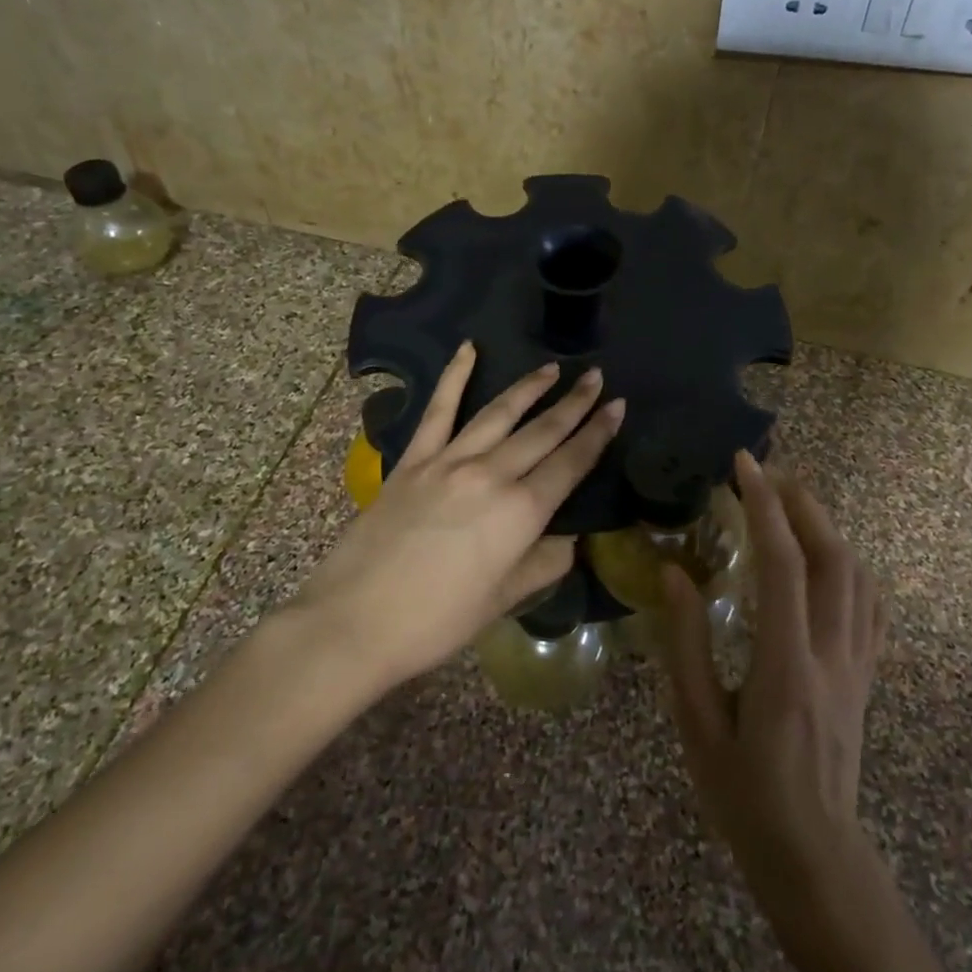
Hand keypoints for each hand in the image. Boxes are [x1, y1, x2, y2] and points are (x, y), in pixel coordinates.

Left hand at [300, 342, 623, 689]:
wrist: (354, 622)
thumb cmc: (437, 621)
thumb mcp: (503, 600)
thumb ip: (543, 563)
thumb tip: (568, 540)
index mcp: (521, 512)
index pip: (571, 463)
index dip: (598, 433)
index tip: (617, 405)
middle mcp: (491, 475)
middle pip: (542, 431)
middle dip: (574, 403)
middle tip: (595, 377)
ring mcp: (448, 462)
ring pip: (499, 414)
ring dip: (529, 388)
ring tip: (552, 369)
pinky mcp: (412, 461)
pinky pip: (438, 411)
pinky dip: (454, 377)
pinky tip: (468, 349)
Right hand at [658, 451, 887, 902]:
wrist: (813, 857)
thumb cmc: (743, 795)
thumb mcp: (695, 724)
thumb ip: (685, 645)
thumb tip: (675, 573)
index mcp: (785, 667)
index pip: (783, 566)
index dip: (765, 507)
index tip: (744, 466)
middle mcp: (832, 655)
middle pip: (833, 558)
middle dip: (802, 504)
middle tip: (768, 473)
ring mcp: (858, 665)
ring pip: (858, 577)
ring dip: (827, 528)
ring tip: (793, 504)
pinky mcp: (866, 677)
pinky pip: (872, 607)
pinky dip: (852, 567)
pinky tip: (830, 558)